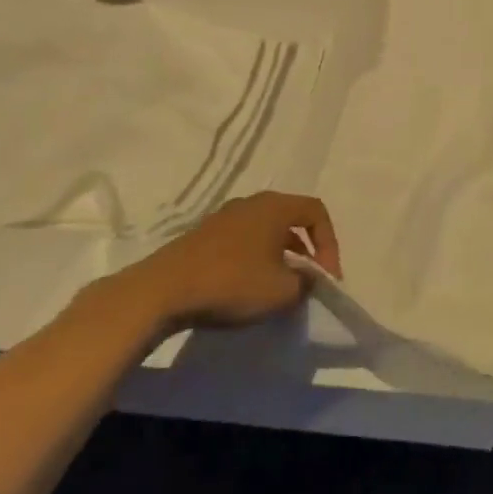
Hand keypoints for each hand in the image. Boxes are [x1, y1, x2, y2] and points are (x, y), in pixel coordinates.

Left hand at [138, 192, 341, 328]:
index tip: (326, 276)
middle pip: (290, 218)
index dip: (330, 243)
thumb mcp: (282, 291)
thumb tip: (306, 277)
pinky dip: (255, 259)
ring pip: (265, 230)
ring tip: (279, 286)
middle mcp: (251, 202)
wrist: (162, 290)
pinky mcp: (203, 235)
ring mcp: (224, 217)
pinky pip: (243, 240)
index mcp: (275, 206)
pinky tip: (248, 287)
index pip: (316, 211)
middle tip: (308, 279)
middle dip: (306, 249)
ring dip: (280, 255)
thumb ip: (305, 282)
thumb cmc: (232, 283)